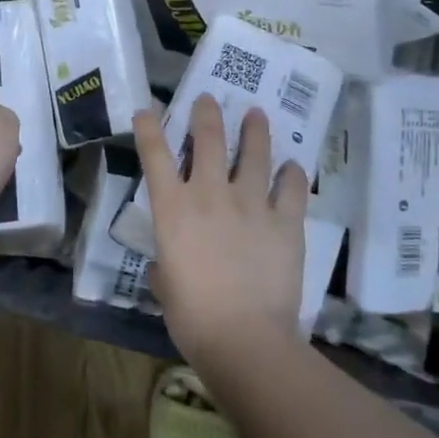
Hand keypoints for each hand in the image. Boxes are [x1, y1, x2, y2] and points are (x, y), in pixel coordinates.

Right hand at [134, 95, 309, 363]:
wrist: (244, 338)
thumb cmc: (192, 318)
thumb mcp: (165, 287)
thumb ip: (165, 266)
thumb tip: (169, 265)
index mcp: (173, 209)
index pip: (154, 155)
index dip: (148, 127)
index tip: (146, 108)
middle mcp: (210, 194)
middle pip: (208, 139)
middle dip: (206, 113)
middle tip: (209, 99)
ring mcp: (251, 203)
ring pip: (254, 153)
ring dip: (255, 130)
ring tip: (256, 114)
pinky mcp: (285, 221)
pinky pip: (292, 188)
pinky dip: (292, 174)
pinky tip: (292, 166)